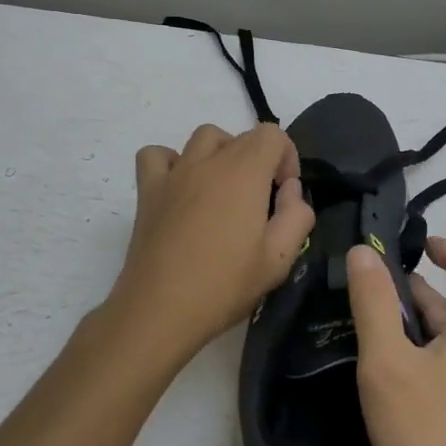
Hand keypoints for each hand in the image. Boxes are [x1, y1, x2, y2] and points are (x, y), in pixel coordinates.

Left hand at [105, 123, 314, 362]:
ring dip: (222, 153)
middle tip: (260, 202)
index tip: (284, 193)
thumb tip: (290, 190)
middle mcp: (209, 162)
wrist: (160, 310)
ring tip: (225, 190)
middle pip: (241, 136)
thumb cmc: (224, 285)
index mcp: (244, 172)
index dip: (287, 158)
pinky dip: (172, 162)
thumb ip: (297, 216)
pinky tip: (182, 189)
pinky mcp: (148, 191)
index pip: (272, 134)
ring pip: (203, 138)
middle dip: (260, 160)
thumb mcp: (279, 259)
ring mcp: (174, 173)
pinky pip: (157, 156)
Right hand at [347, 237, 445, 445]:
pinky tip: (406, 384)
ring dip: (430, 329)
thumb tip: (363, 252)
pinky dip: (439, 358)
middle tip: (384, 292)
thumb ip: (374, 304)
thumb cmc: (429, 435)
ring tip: (387, 333)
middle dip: (427, 295)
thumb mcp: (388, 364)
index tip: (423, 244)